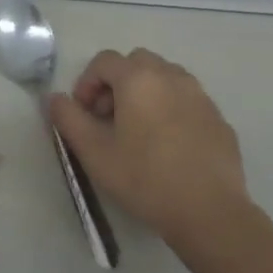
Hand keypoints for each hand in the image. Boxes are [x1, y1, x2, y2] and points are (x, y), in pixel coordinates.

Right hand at [49, 49, 249, 251]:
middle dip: (117, 83)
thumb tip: (54, 98)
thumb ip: (68, 119)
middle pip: (136, 63)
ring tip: (139, 131)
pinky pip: (186, 100)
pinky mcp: (218, 117)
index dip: (87, 83)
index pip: (104, 61)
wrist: (209, 211)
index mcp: (138, 78)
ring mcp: (199, 95)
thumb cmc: (144, 178)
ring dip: (145, 93)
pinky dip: (171, 109)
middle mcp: (171, 76)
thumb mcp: (94, 152)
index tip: (84, 114)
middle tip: (109, 119)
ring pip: (164, 78)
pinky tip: (168, 146)